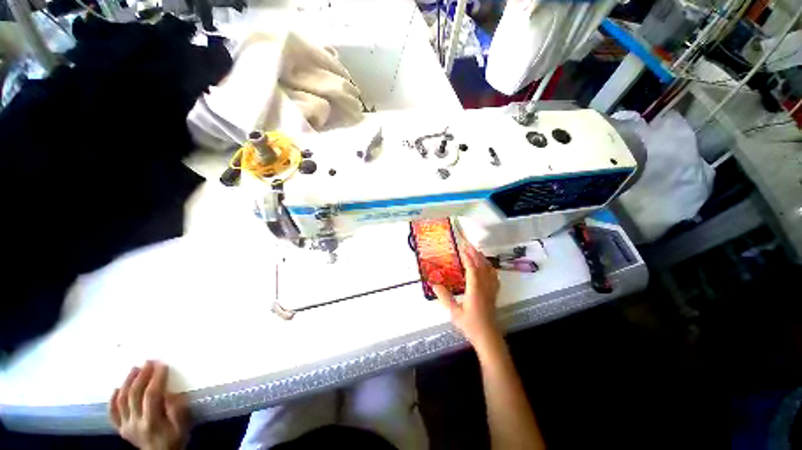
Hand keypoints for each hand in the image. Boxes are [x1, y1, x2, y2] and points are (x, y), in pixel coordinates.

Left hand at [109, 361, 189, 449]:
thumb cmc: (176, 438)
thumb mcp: (183, 426)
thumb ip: (178, 410)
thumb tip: (171, 393)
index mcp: (152, 422)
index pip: (152, 395)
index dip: (156, 378)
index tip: (162, 365)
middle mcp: (135, 423)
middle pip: (134, 395)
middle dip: (141, 376)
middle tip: (148, 362)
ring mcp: (126, 426)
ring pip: (122, 400)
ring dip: (128, 382)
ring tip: (134, 369)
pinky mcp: (121, 428)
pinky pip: (112, 413)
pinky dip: (113, 400)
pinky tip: (117, 389)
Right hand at [433, 243, 500, 349]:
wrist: (488, 337)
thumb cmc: (470, 325)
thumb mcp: (454, 312)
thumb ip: (444, 297)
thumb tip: (434, 283)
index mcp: (475, 290)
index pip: (472, 269)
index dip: (468, 258)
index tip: (462, 249)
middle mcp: (485, 287)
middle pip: (482, 266)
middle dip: (475, 254)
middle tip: (468, 245)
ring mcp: (491, 289)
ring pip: (489, 269)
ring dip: (483, 258)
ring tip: (476, 251)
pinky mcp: (494, 293)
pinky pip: (494, 276)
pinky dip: (490, 267)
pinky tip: (487, 266)